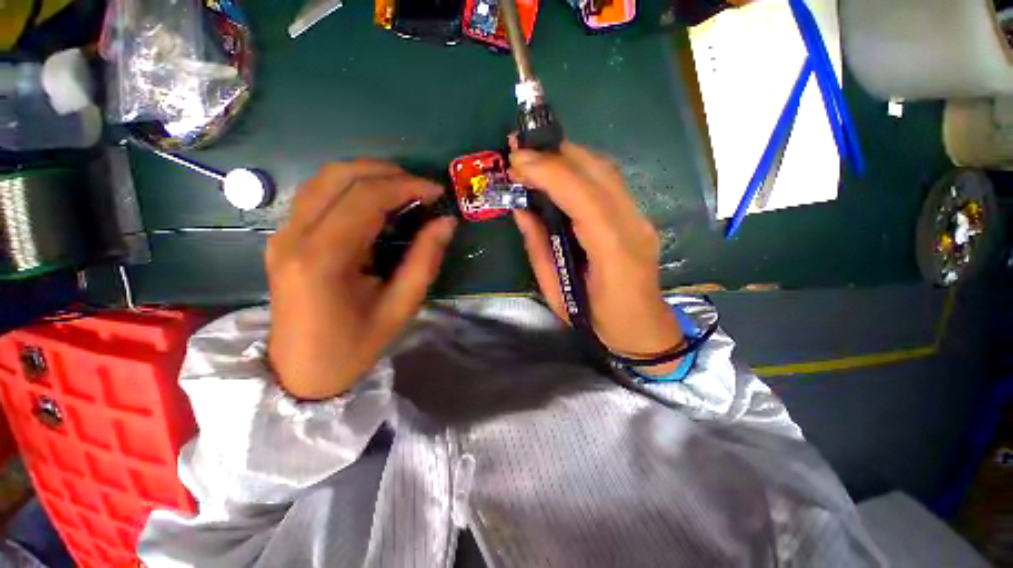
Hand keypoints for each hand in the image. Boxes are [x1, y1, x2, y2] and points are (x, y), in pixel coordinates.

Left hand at [265, 161, 456, 399]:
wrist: (301, 372)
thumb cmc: (355, 346)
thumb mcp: (400, 306)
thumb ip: (425, 260)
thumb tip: (446, 223)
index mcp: (323, 259)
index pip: (365, 198)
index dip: (406, 186)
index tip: (437, 191)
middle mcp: (294, 237)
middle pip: (339, 176)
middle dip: (387, 172)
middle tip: (421, 187)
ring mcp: (282, 234)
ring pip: (323, 178)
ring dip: (367, 175)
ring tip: (402, 188)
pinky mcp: (283, 238)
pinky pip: (316, 195)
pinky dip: (349, 187)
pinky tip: (374, 202)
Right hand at [510, 142, 683, 374]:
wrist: (642, 328)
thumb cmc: (596, 320)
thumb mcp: (556, 292)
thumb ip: (538, 247)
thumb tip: (521, 209)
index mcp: (614, 253)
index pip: (584, 198)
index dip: (550, 172)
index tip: (516, 160)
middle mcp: (633, 226)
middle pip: (598, 172)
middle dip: (555, 154)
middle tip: (519, 150)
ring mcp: (639, 217)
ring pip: (605, 170)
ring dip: (567, 155)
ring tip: (534, 156)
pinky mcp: (637, 216)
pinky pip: (608, 180)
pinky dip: (579, 167)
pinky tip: (558, 170)